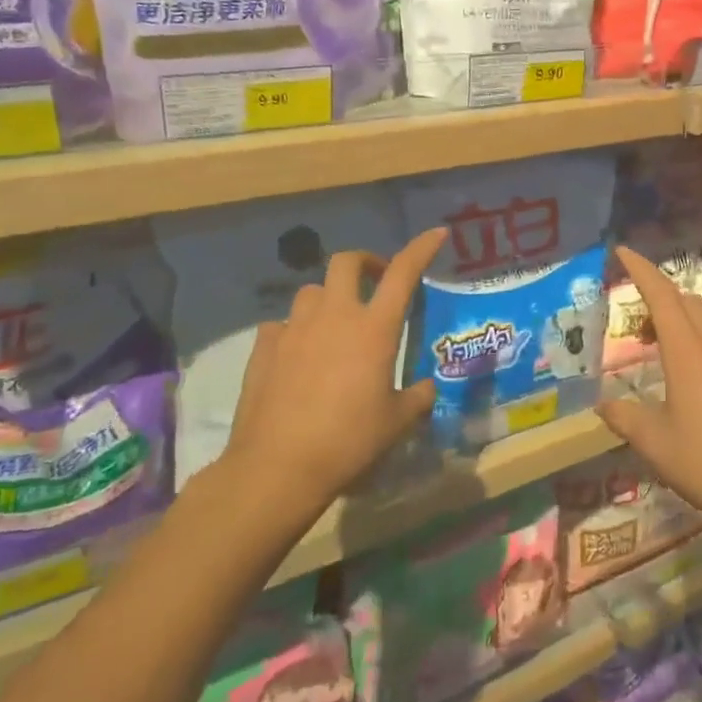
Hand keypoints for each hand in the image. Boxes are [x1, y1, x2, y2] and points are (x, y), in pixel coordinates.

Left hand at [219, 228, 445, 509]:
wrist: (278, 467)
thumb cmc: (349, 441)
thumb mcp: (396, 423)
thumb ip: (417, 398)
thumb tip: (427, 388)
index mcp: (374, 329)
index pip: (403, 272)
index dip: (421, 248)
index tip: (436, 234)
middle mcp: (334, 317)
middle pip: (346, 262)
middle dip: (365, 262)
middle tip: (376, 281)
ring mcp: (295, 329)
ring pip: (312, 291)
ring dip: (329, 298)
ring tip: (336, 324)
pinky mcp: (264, 348)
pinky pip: (282, 325)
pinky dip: (296, 331)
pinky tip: (299, 354)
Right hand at [597, 247, 701, 531]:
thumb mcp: (657, 446)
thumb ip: (626, 419)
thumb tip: (603, 405)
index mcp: (689, 352)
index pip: (661, 295)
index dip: (641, 270)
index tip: (623, 251)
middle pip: (688, 302)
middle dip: (660, 299)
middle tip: (639, 326)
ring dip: (687, 320)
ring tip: (668, 349)